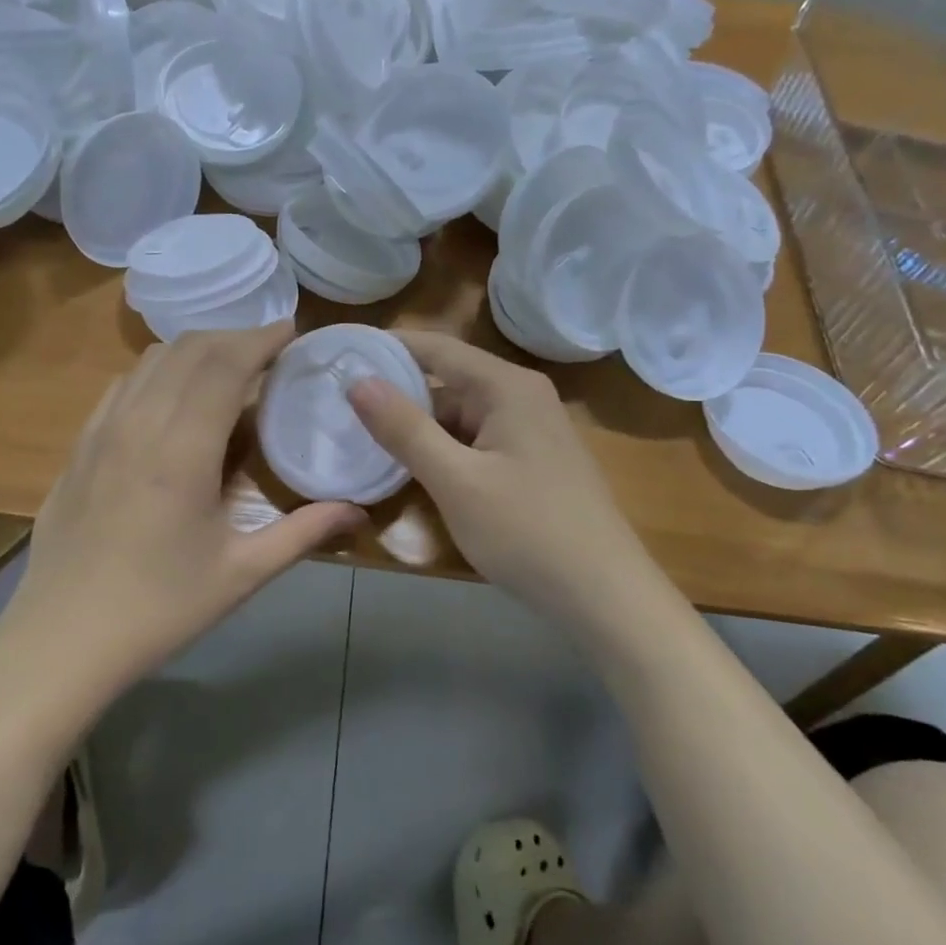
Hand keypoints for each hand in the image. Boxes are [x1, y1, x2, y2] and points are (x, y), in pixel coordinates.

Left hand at [2, 322, 364, 697]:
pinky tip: (173, 396)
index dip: (260, 339)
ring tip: (228, 366)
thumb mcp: (240, 574)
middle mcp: (138, 424)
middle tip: (270, 350)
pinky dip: (158, 371)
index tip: (292, 331)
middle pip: (188, 350)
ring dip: (195, 349)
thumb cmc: (159, 608)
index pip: (224, 365)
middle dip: (234, 337)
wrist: (61, 639)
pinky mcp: (79, 446)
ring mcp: (101, 431)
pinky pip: (123, 385)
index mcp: (181, 450)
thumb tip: (358, 511)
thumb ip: (303, 533)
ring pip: (151, 360)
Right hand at [346, 329, 647, 617]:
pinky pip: (477, 442)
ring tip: (365, 442)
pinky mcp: (532, 461)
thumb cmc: (527, 532)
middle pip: (448, 383)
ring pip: (460, 417)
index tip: (341, 353)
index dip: (388, 348)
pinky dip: (445, 451)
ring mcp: (531, 430)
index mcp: (507, 387)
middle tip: (341, 410)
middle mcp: (522, 396)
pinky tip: (415, 472)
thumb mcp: (455, 480)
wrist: (604, 596)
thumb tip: (357, 381)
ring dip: (420, 430)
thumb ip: (404, 429)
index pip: (437, 348)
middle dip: (398, 397)